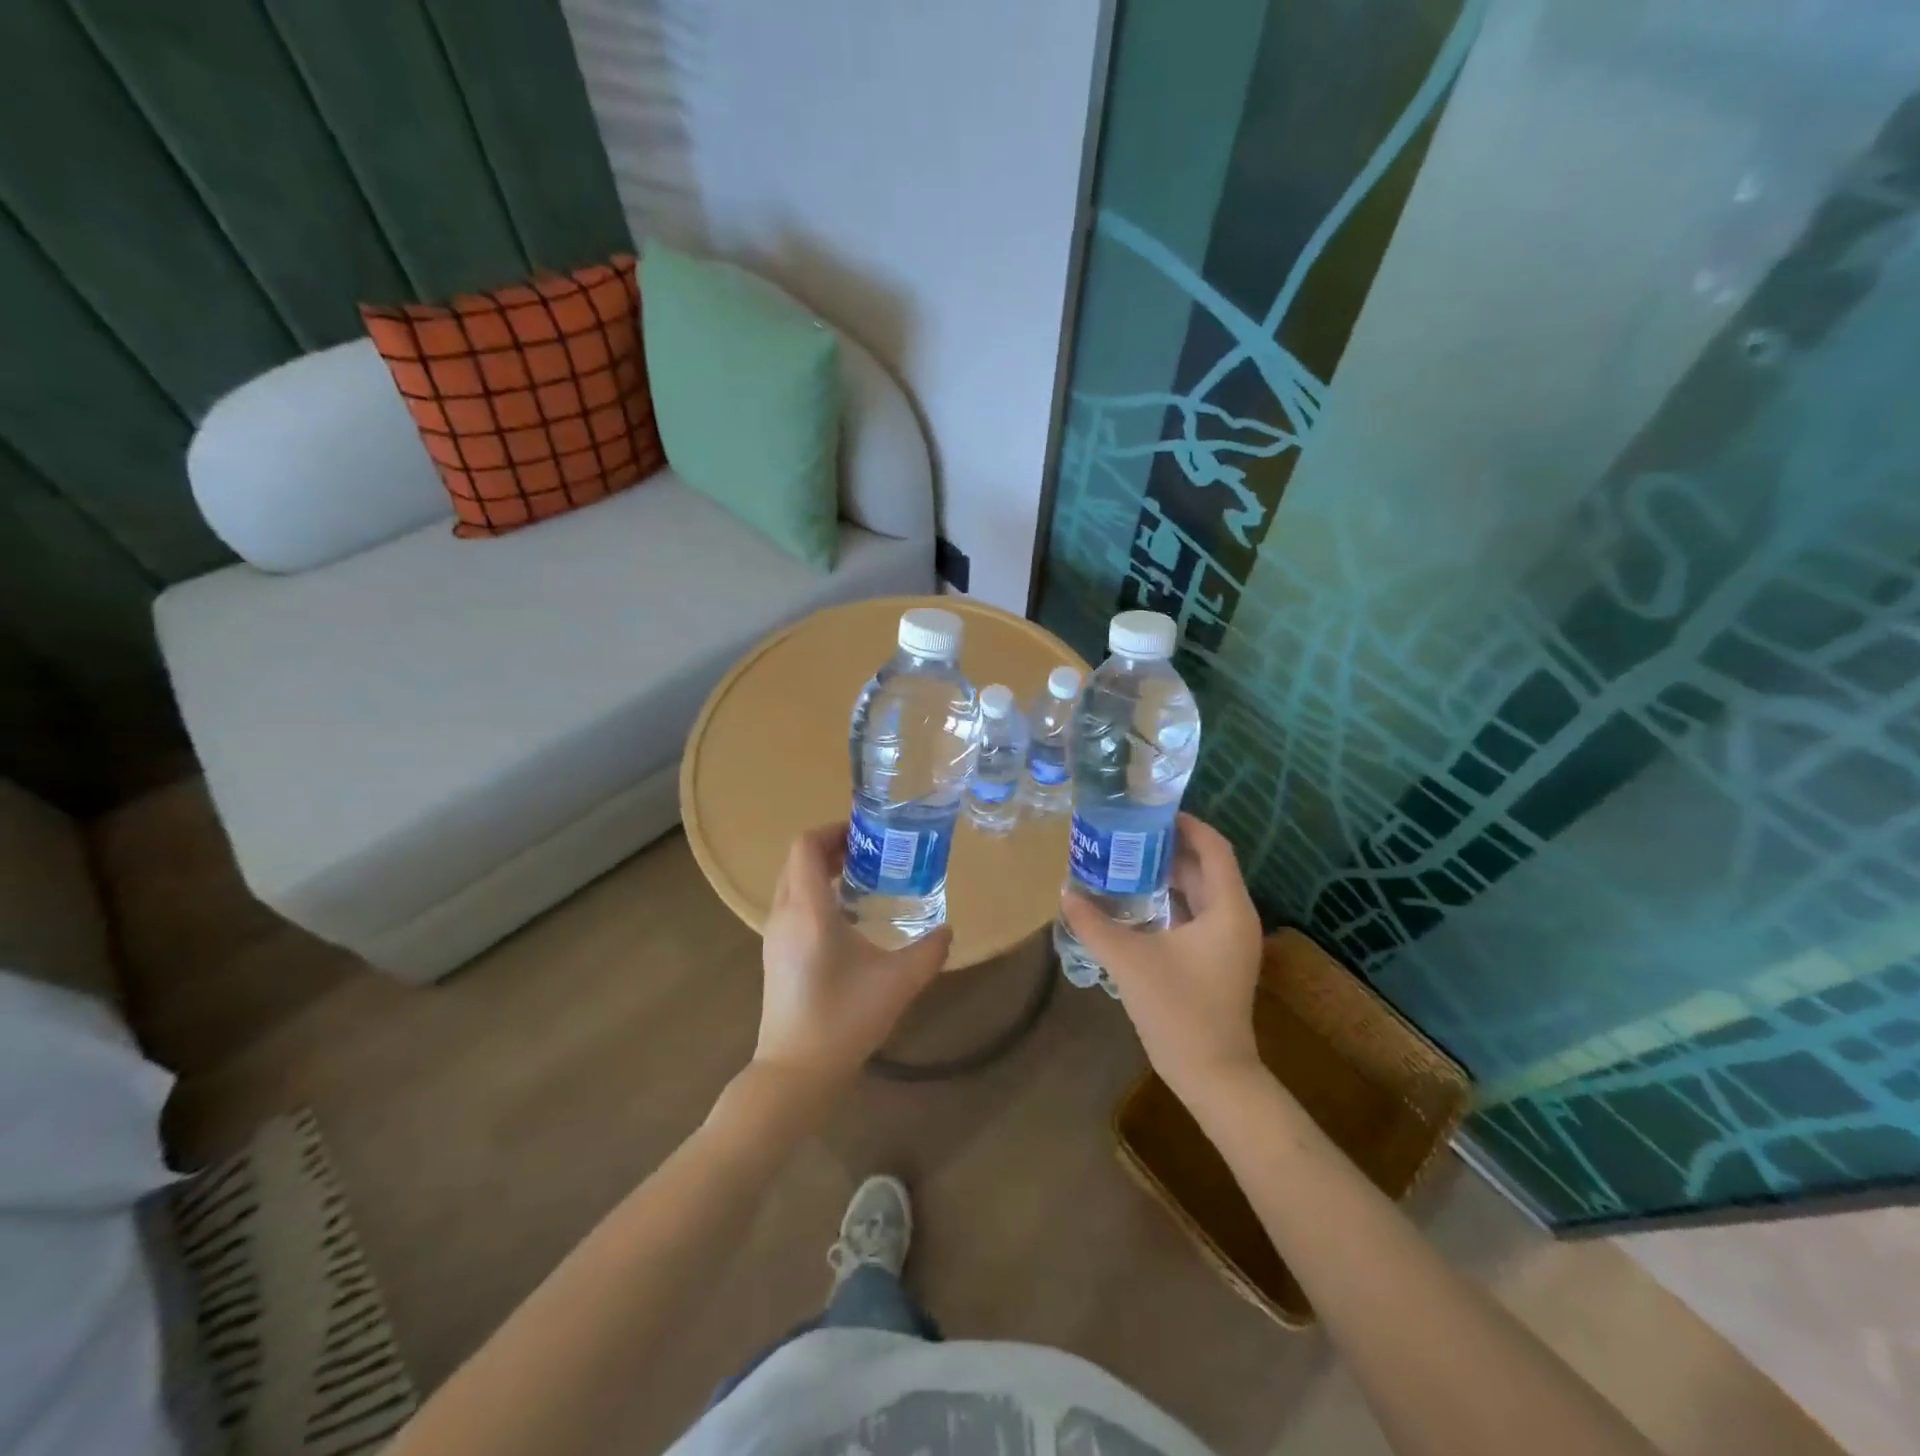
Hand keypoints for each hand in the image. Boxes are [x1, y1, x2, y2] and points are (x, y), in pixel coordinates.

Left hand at [754, 824, 953, 1091]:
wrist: (795, 1073)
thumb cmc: (844, 1020)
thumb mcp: (898, 983)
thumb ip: (928, 952)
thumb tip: (948, 930)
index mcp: (808, 911)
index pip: (805, 846)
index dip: (832, 830)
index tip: (866, 834)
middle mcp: (784, 915)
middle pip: (797, 860)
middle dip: (831, 848)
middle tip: (871, 853)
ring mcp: (774, 936)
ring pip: (791, 883)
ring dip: (821, 871)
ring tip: (862, 879)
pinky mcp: (774, 954)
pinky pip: (791, 905)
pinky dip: (814, 894)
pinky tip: (847, 918)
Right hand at [1060, 813, 1263, 1102]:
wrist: (1211, 1074)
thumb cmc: (1178, 1010)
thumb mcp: (1129, 961)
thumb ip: (1094, 924)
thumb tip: (1065, 893)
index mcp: (1227, 909)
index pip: (1214, 848)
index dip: (1186, 825)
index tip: (1150, 812)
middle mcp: (1234, 918)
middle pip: (1206, 867)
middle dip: (1169, 847)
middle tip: (1127, 832)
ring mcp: (1228, 941)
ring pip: (1200, 892)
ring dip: (1168, 874)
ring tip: (1126, 858)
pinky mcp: (1217, 959)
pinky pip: (1195, 914)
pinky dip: (1170, 900)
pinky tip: (1136, 900)